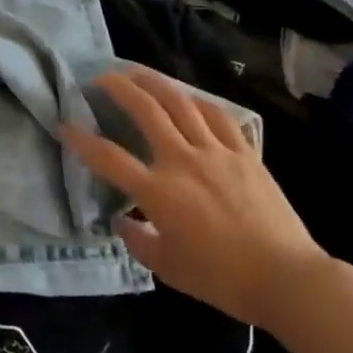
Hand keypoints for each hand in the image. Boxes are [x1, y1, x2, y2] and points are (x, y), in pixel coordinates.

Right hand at [63, 68, 333, 328]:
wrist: (287, 279)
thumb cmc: (222, 279)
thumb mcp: (168, 269)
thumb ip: (137, 240)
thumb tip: (123, 220)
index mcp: (158, 192)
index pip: (108, 157)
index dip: (81, 139)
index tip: (65, 125)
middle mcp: (182, 160)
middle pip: (145, 110)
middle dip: (118, 87)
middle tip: (102, 77)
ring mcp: (216, 151)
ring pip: (180, 102)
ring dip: (154, 82)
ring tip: (138, 73)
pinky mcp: (244, 152)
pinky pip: (218, 115)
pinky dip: (198, 102)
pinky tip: (189, 98)